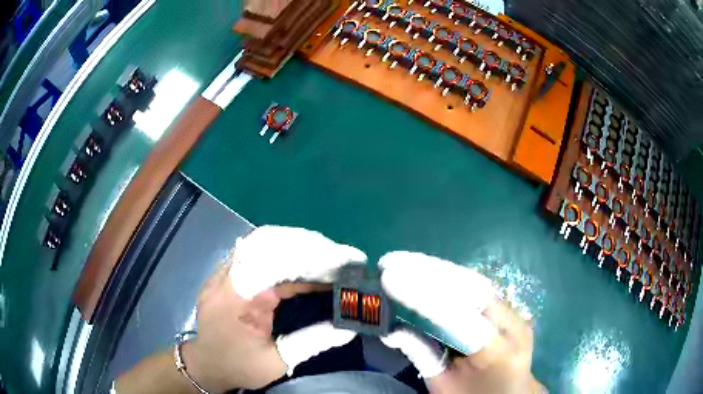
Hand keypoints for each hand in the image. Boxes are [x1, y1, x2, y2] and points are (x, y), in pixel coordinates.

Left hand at [182, 226, 366, 391]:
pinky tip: (301, 263)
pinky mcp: (226, 274)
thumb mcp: (277, 362)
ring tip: (326, 257)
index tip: (340, 265)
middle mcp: (227, 277)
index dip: (310, 260)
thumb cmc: (239, 367)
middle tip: (339, 258)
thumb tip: (348, 328)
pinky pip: (254, 252)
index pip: (274, 263)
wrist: (206, 366)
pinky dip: (282, 253)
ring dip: (295, 246)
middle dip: (307, 247)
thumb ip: (311, 342)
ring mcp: (223, 272)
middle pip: (267, 244)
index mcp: (237, 299)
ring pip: (260, 243)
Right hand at [378, 251, 544, 393]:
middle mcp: (513, 326)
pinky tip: (427, 269)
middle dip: (429, 271)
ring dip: (438, 269)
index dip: (424, 296)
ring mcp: (516, 312)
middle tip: (391, 262)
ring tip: (403, 260)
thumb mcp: (445, 387)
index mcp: (498, 354)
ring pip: (475, 281)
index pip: (460, 318)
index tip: (390, 277)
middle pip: (472, 289)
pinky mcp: (510, 307)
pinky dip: (449, 276)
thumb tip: (391, 330)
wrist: (512, 393)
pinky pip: (477, 287)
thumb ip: (423, 357)